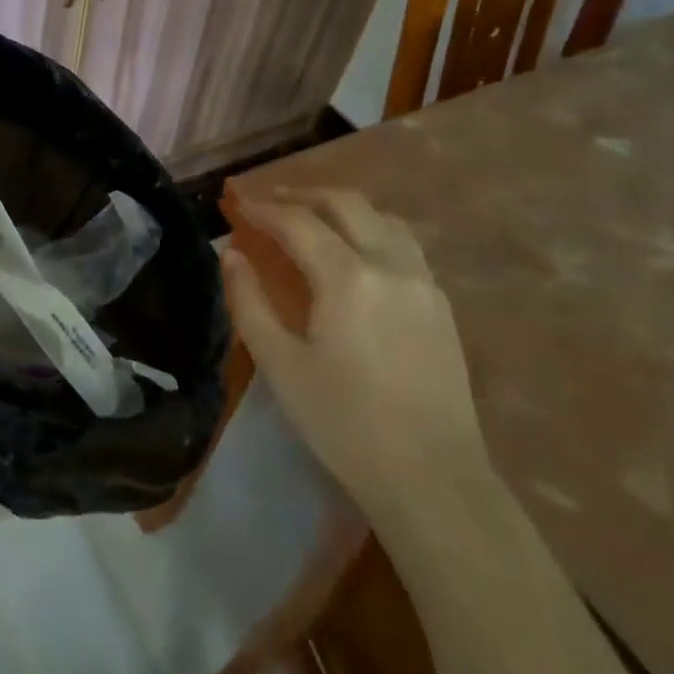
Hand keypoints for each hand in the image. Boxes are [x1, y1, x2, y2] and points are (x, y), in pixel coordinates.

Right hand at [223, 188, 488, 519]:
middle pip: (347, 205)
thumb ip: (249, 301)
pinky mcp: (441, 305)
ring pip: (383, 219)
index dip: (264, 210)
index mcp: (349, 278)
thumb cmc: (343, 423)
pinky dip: (371, 230)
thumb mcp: (280, 364)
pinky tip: (355, 252)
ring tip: (312, 217)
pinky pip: (404, 244)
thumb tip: (231, 255)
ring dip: (342, 208)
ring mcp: (424, 283)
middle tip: (271, 201)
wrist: (431, 477)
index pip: (299, 223)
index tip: (238, 206)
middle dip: (304, 195)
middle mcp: (392, 266)